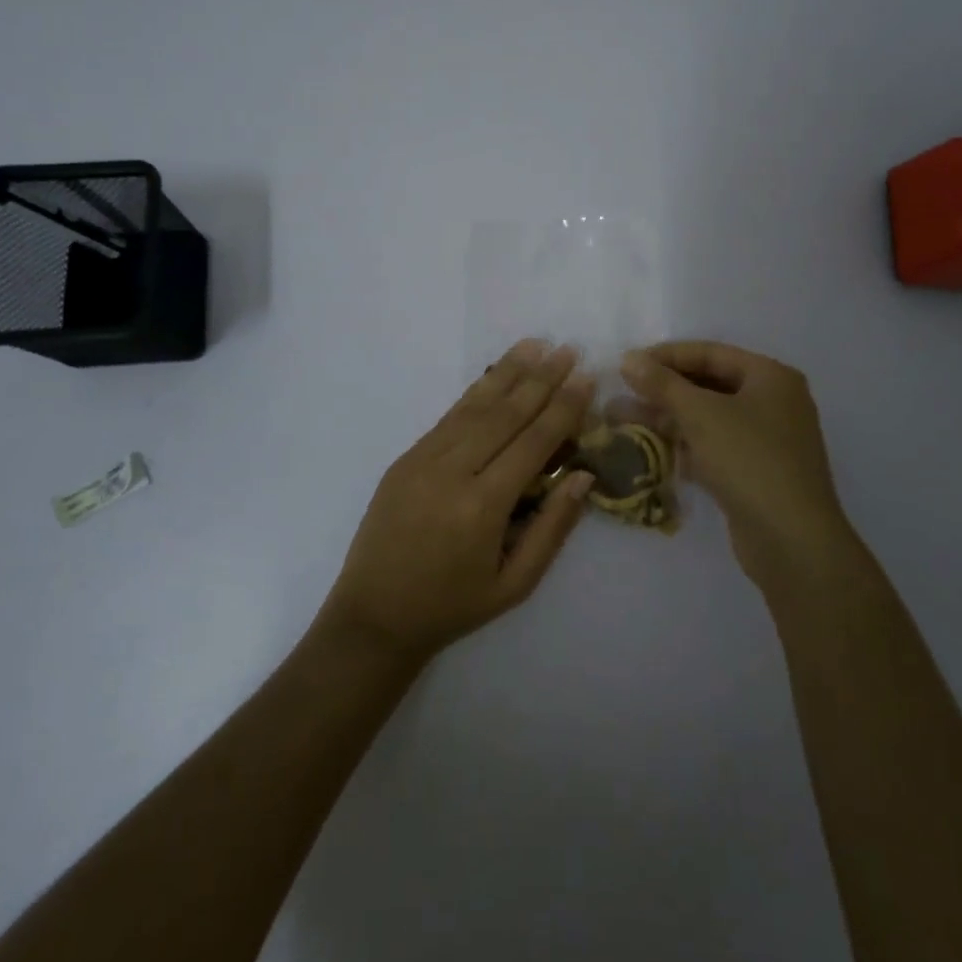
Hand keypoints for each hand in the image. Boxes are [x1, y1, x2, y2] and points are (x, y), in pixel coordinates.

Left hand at [320, 341, 595, 663]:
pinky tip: (495, 375)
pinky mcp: (406, 457)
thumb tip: (583, 476)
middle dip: (541, 380)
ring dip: (508, 373)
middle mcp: (452, 472)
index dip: (562, 408)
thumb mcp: (514, 584)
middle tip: (569, 350)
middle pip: (505, 415)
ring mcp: (423, 459)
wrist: (374, 615)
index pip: (532, 443)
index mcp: (482, 507)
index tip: (586, 378)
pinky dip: (476, 392)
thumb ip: (552, 528)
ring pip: (474, 406)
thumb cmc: (452, 606)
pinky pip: (448, 417)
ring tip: (535, 346)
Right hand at [621, 341, 854, 593]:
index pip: (710, 353)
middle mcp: (773, 402)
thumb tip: (629, 358)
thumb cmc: (749, 460)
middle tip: (623, 391)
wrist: (792, 541)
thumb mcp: (700, 414)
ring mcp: (767, 439)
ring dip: (668, 417)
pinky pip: (714, 446)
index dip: (666, 355)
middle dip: (664, 389)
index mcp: (770, 376)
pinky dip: (685, 444)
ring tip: (623, 418)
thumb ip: (662, 383)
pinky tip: (650, 448)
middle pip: (709, 384)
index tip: (627, 364)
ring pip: (709, 417)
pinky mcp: (756, 472)